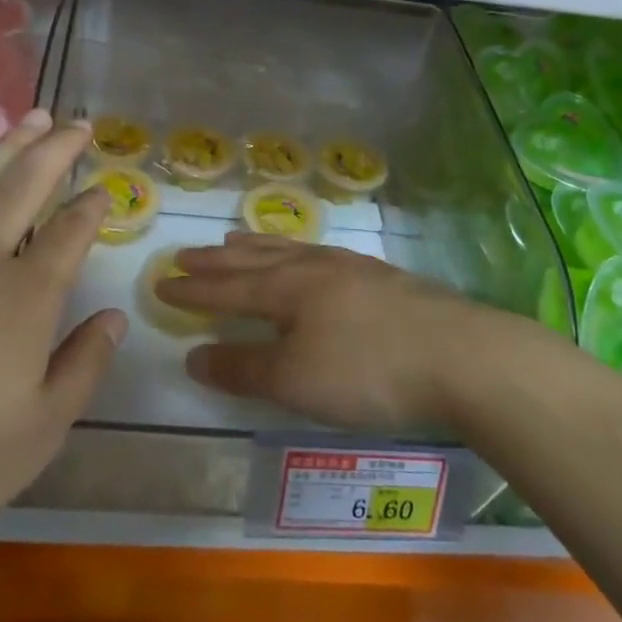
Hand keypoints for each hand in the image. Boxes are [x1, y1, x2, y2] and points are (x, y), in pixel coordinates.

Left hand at [0, 111, 123, 568]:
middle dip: (56, 150)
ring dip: (6, 148)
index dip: (92, 208)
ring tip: (30, 119)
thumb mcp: (39, 431)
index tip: (104, 190)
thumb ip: (83, 367)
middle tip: (78, 122)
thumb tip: (113, 318)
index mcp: (25, 297)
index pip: (70, 235)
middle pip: (25, 187)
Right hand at [167, 235, 501, 432]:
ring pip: (290, 251)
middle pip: (255, 261)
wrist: (460, 355)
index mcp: (287, 289)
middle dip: (217, 261)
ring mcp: (351, 269)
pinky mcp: (381, 279)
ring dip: (256, 248)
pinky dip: (296, 253)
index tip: (162, 282)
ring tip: (236, 241)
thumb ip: (243, 368)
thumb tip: (194, 356)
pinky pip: (320, 255)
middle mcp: (314, 268)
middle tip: (186, 253)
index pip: (227, 288)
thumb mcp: (295, 380)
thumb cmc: (368, 370)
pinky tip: (308, 258)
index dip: (193, 289)